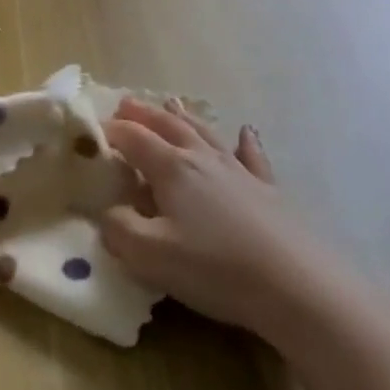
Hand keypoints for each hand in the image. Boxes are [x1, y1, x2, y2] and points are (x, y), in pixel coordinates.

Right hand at [100, 99, 326, 338]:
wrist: (298, 287)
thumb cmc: (216, 269)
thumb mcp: (151, 256)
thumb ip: (119, 229)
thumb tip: (108, 212)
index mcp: (172, 169)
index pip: (133, 138)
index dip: (110, 131)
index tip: (91, 130)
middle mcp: (203, 160)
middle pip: (168, 126)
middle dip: (144, 114)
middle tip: (125, 103)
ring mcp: (239, 172)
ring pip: (205, 133)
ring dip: (184, 117)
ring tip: (171, 102)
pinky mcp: (268, 192)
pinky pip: (252, 157)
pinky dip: (245, 142)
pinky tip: (246, 132)